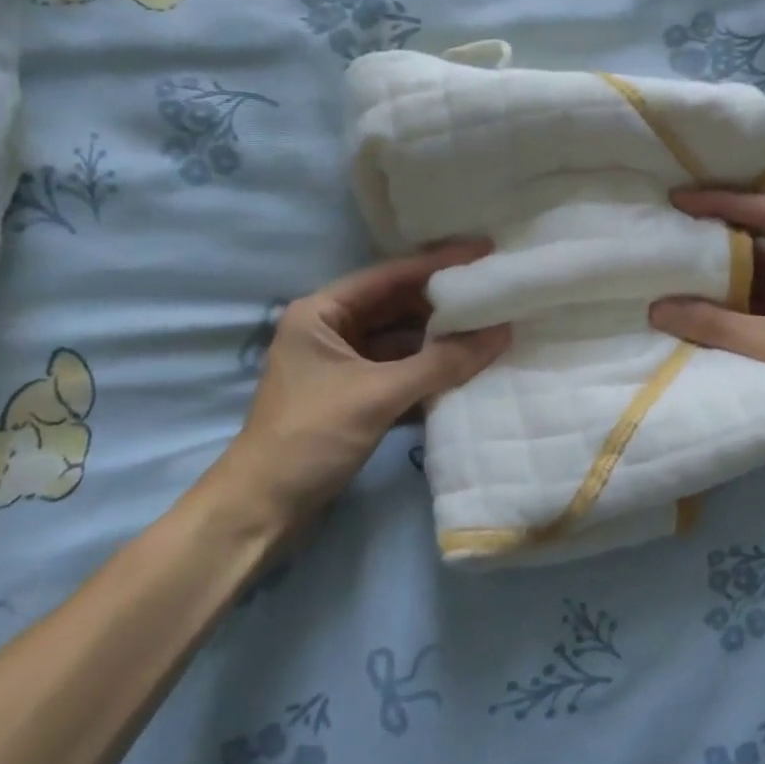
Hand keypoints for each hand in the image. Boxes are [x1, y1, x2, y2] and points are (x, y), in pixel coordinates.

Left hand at [203, 242, 511, 533]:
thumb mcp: (378, 394)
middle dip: (444, 302)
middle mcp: (332, 329)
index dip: (439, 263)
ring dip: (441, 339)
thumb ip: (442, 363)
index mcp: (322, 312)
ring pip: (402, 340)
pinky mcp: (354, 395)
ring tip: (491, 328)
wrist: (262, 512)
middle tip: (494, 291)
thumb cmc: (310, 437)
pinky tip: (467, 368)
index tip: (484, 251)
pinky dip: (430, 370)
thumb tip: (502, 333)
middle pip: (398, 305)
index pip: (391, 275)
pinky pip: (400, 371)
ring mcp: (343, 364)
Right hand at [648, 191, 764, 473]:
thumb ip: (718, 326)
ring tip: (669, 273)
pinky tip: (695, 311)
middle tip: (665, 237)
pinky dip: (728, 309)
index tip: (677, 200)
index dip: (721, 202)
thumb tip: (656, 308)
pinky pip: (757, 308)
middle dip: (712, 243)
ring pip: (754, 279)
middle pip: (758, 245)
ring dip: (717, 280)